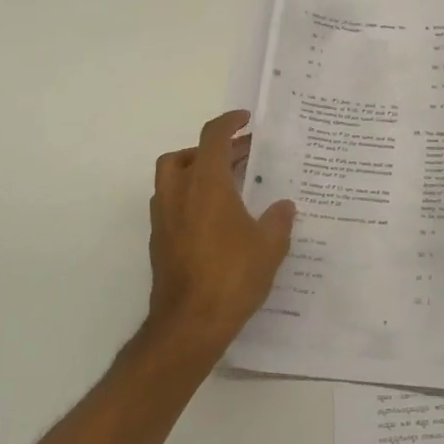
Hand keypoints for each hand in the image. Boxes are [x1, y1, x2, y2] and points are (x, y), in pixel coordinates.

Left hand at [146, 111, 296, 353]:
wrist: (189, 323)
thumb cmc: (232, 276)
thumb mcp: (270, 246)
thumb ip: (278, 220)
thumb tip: (283, 206)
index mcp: (206, 185)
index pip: (212, 138)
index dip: (228, 122)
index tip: (245, 120)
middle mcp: (178, 194)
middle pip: (185, 154)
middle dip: (212, 149)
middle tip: (241, 155)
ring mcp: (164, 218)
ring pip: (172, 179)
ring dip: (196, 171)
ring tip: (227, 183)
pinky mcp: (160, 241)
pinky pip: (172, 204)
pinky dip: (190, 197)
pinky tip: (216, 217)